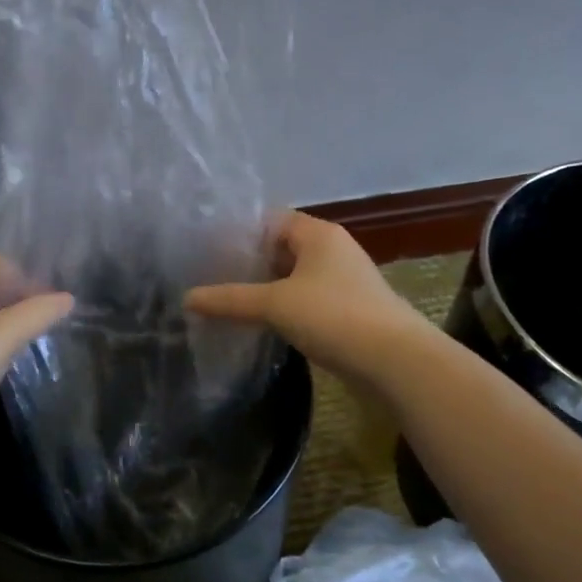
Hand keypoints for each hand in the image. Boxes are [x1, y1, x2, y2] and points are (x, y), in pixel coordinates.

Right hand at [185, 211, 426, 386]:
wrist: (395, 361)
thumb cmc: (333, 316)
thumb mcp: (274, 304)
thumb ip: (229, 300)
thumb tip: (187, 299)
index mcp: (318, 234)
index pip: (270, 220)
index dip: (239, 233)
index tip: (207, 251)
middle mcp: (332, 250)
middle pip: (281, 248)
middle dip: (248, 263)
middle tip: (211, 277)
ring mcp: (342, 281)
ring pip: (293, 277)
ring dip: (265, 288)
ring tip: (228, 301)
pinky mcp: (347, 310)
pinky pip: (306, 300)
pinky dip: (283, 308)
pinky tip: (261, 324)